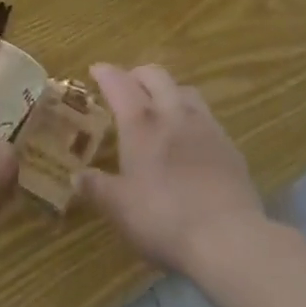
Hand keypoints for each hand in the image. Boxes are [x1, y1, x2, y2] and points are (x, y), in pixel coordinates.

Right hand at [76, 63, 265, 277]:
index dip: (105, 73)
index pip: (119, 83)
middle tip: (126, 85)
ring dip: (168, 90)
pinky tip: (191, 138)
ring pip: (184, 89)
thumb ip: (97, 188)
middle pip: (155, 75)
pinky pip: (206, 116)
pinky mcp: (228, 144)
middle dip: (137, 74)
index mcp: (141, 122)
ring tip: (160, 106)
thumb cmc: (164, 218)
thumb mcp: (120, 209)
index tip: (96, 70)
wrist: (228, 236)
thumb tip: (77, 176)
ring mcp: (205, 125)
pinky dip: (192, 117)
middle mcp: (173, 112)